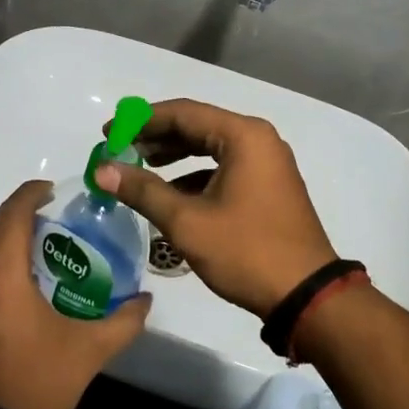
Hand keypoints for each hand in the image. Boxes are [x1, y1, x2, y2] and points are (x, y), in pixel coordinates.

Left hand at [0, 179, 150, 408]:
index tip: (50, 192)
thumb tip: (146, 301)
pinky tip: (0, 301)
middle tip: (41, 229)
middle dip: (12, 218)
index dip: (30, 195)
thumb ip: (121, 323)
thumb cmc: (33, 386)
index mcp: (1, 277)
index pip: (11, 215)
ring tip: (23, 264)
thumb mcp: (87, 354)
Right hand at [94, 98, 337, 319]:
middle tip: (119, 151)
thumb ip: (143, 190)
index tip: (108, 133)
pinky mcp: (269, 186)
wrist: (307, 296)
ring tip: (139, 169)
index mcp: (243, 136)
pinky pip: (225, 167)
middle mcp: (259, 140)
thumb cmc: (246, 251)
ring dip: (174, 156)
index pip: (183, 113)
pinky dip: (196, 175)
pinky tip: (172, 194)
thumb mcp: (188, 221)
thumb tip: (101, 170)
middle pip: (197, 126)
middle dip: (156, 137)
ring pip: (211, 147)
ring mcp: (268, 163)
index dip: (140, 121)